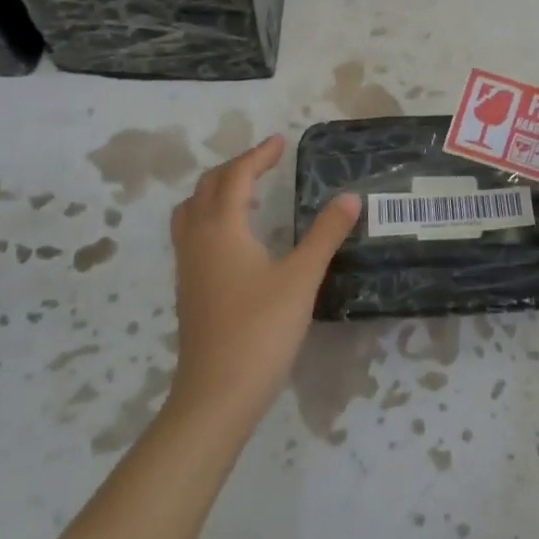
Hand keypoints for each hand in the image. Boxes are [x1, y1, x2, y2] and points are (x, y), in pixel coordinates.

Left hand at [167, 134, 360, 426]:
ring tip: (250, 194)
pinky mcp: (189, 290)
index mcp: (222, 228)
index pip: (236, 176)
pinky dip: (212, 217)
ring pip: (192, 211)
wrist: (216, 396)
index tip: (281, 142)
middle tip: (266, 163)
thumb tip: (350, 196)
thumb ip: (326, 234)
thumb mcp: (301, 278)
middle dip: (236, 168)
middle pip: (207, 187)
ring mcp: (189, 266)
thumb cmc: (260, 330)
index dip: (258, 156)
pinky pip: (193, 234)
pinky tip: (238, 238)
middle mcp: (198, 239)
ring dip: (218, 192)